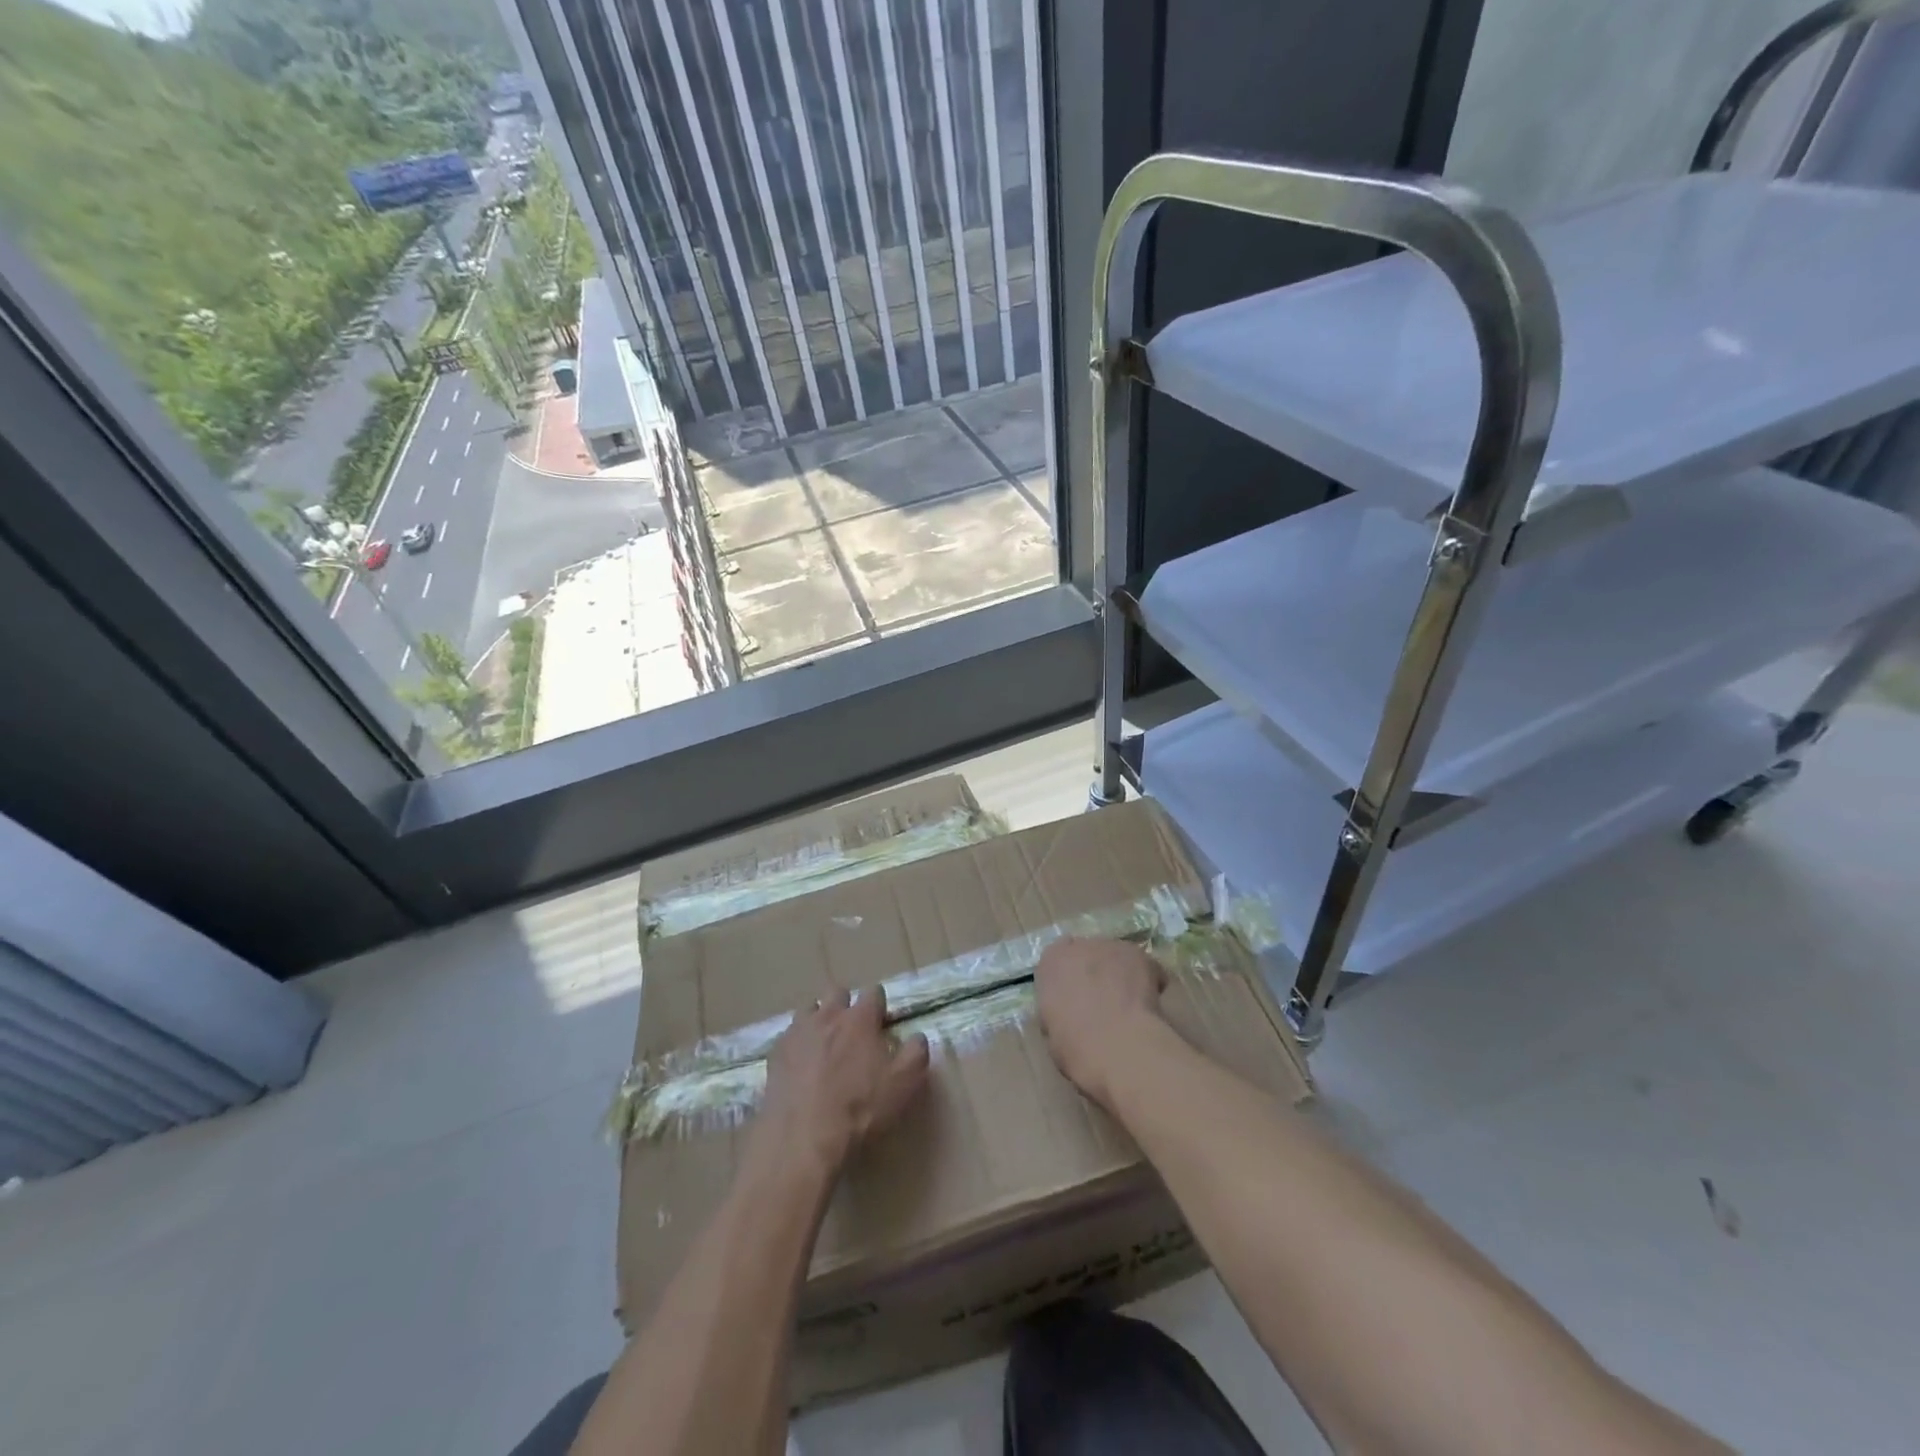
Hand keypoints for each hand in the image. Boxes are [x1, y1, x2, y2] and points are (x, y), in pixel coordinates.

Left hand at [752, 986, 930, 1184]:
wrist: (803, 1138)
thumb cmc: (860, 1109)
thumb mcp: (904, 1084)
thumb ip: (916, 1053)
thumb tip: (918, 1037)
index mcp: (860, 1018)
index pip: (874, 992)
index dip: (879, 1007)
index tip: (881, 1025)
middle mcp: (828, 1015)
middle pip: (837, 993)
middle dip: (846, 1006)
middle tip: (851, 1034)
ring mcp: (797, 1031)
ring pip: (809, 1009)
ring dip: (818, 1020)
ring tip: (823, 1046)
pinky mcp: (775, 1053)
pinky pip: (788, 1036)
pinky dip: (797, 1044)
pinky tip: (800, 1067)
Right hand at [1035, 938, 1167, 1109]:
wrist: (1116, 1046)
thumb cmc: (1075, 1046)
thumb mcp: (1052, 1030)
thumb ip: (1059, 1008)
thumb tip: (1071, 1011)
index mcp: (1051, 962)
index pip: (1058, 960)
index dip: (1070, 979)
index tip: (1076, 998)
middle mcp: (1079, 945)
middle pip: (1089, 954)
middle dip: (1095, 973)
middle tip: (1104, 1003)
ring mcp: (1112, 947)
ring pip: (1117, 957)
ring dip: (1121, 975)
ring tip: (1130, 1007)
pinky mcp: (1140, 955)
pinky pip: (1144, 966)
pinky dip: (1147, 981)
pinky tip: (1150, 1006)